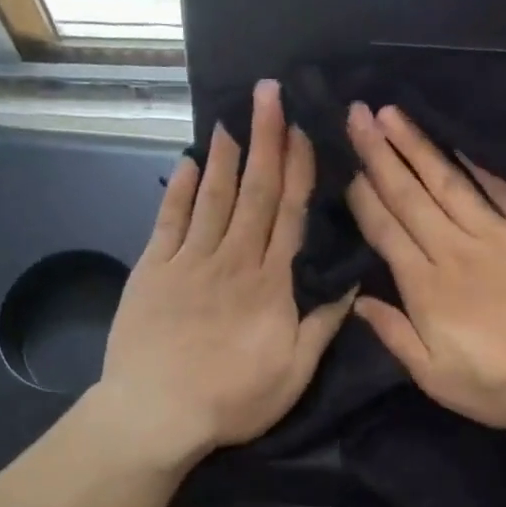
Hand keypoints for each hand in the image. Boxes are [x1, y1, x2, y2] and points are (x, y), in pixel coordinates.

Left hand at [99, 80, 351, 468]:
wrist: (156, 412)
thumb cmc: (232, 399)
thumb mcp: (294, 373)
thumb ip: (322, 326)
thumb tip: (352, 285)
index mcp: (270, 284)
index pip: (289, 214)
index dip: (297, 170)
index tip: (303, 131)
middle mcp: (232, 260)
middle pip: (254, 193)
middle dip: (265, 140)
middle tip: (268, 94)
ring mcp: (189, 261)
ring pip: (213, 198)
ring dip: (226, 157)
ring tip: (233, 119)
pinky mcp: (153, 270)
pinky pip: (169, 220)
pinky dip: (179, 189)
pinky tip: (188, 164)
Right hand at [344, 103, 505, 432]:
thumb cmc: (505, 384)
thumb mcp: (437, 378)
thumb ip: (396, 336)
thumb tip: (360, 302)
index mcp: (427, 287)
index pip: (387, 231)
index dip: (364, 198)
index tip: (347, 165)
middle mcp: (457, 249)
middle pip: (412, 196)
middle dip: (380, 155)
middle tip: (357, 115)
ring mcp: (501, 234)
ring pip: (451, 182)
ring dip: (419, 146)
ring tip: (394, 114)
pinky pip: (504, 188)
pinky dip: (480, 162)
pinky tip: (461, 140)